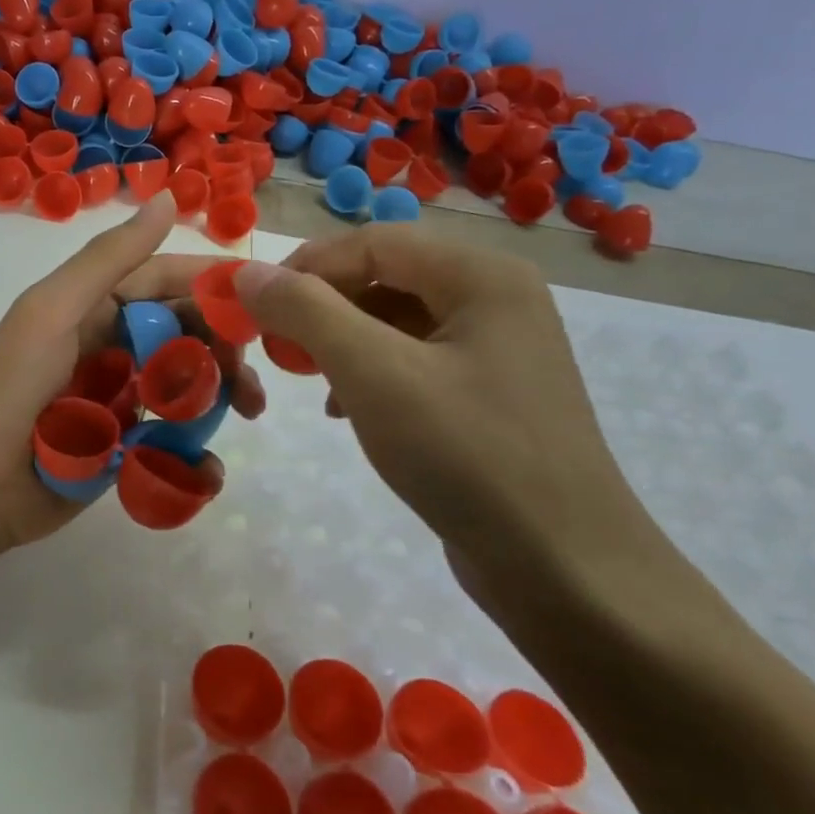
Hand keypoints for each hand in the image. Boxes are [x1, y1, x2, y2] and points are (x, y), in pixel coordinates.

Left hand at [0, 193, 264, 554]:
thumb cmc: (12, 387)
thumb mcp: (54, 310)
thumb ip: (111, 259)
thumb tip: (172, 199)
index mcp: (92, 308)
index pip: (162, 282)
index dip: (209, 285)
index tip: (263, 298)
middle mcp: (109, 347)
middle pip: (182, 334)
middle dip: (223, 347)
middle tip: (255, 374)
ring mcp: (117, 401)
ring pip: (184, 387)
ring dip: (219, 395)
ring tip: (249, 413)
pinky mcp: (121, 450)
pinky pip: (171, 442)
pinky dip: (194, 451)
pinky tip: (206, 466)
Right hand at [234, 227, 653, 584]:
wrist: (565, 571)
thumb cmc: (466, 455)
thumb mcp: (373, 374)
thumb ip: (306, 312)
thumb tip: (249, 273)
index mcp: (482, 276)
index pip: (373, 242)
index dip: (306, 267)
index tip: (255, 307)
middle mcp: (497, 298)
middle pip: (387, 275)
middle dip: (323, 306)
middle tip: (279, 346)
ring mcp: (499, 348)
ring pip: (397, 320)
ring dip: (342, 340)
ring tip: (309, 379)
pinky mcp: (491, 394)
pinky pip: (416, 359)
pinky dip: (371, 372)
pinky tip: (347, 408)